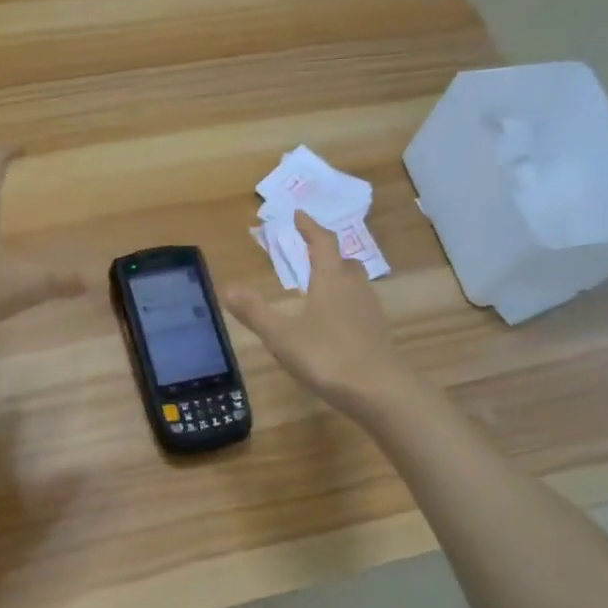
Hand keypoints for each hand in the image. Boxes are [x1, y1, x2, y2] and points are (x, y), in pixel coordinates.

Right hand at [224, 212, 403, 418]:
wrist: (379, 392)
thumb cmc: (327, 357)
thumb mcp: (281, 336)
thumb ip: (255, 312)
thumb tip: (228, 287)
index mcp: (330, 280)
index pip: (322, 243)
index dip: (310, 227)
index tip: (299, 215)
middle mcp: (354, 289)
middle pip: (344, 262)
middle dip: (328, 254)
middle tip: (311, 254)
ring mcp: (369, 312)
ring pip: (355, 285)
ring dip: (338, 280)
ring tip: (318, 289)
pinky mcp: (377, 334)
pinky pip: (359, 308)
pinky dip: (344, 306)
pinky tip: (332, 324)